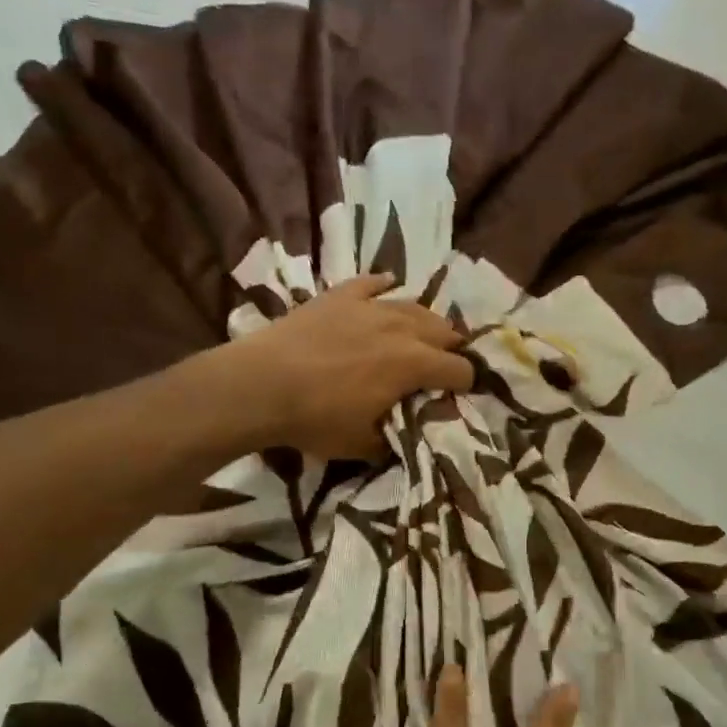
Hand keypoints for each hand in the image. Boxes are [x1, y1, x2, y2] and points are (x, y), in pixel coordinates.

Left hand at [226, 274, 472, 459]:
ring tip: (422, 334)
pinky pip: (372, 283)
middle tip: (441, 366)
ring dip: (426, 322)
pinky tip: (388, 287)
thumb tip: (412, 432)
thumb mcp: (364, 444)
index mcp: (414, 364)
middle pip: (445, 331)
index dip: (465, 385)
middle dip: (451, 350)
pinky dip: (384, 287)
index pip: (460, 370)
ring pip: (414, 305)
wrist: (261, 385)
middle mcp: (402, 327)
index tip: (458, 396)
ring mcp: (370, 306)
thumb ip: (397, 436)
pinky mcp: (341, 295)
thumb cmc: (317, 418)